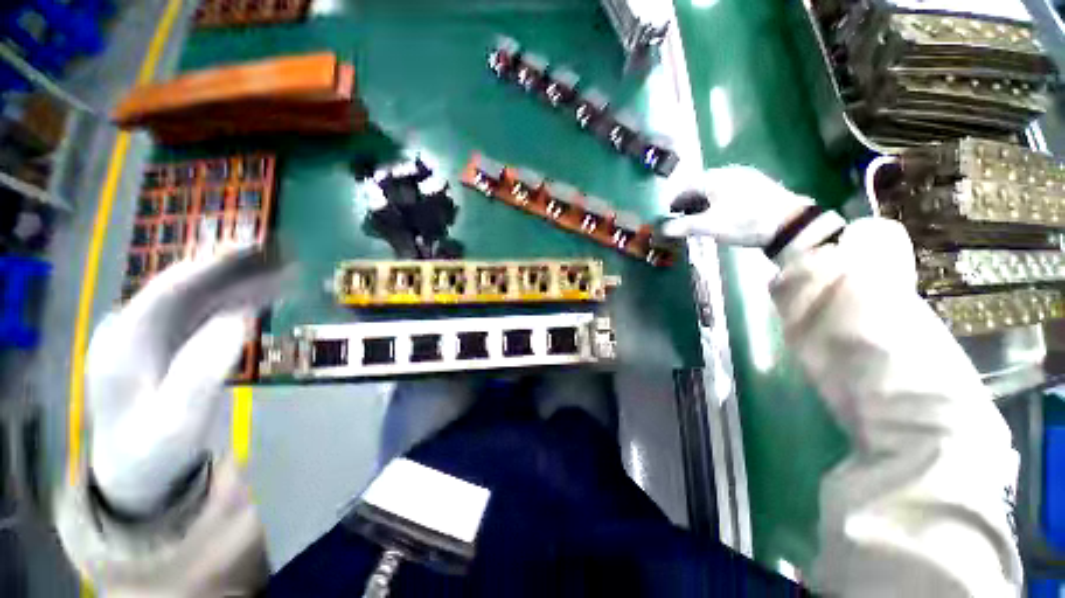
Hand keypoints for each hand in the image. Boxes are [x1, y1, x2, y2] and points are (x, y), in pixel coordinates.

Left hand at [86, 250, 287, 514]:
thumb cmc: (152, 452)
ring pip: (198, 299)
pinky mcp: (167, 345)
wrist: (137, 474)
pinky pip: (204, 315)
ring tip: (282, 274)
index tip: (250, 249)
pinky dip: (236, 303)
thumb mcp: (177, 422)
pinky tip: (262, 298)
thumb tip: (235, 320)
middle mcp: (132, 329)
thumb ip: (201, 371)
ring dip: (240, 285)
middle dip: (232, 270)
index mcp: (122, 343)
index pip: (166, 290)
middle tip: (278, 258)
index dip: (209, 266)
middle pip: (185, 288)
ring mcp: (149, 337)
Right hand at [660, 166, 813, 245]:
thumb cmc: (744, 222)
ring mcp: (746, 178)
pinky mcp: (759, 186)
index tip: (668, 215)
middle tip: (681, 219)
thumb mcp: (710, 226)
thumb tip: (660, 230)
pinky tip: (721, 215)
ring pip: (715, 189)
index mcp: (715, 179)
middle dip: (688, 203)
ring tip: (699, 219)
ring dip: (703, 203)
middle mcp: (729, 173)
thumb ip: (683, 226)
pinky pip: (729, 192)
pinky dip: (718, 202)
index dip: (674, 202)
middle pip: (700, 187)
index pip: (686, 187)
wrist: (789, 223)